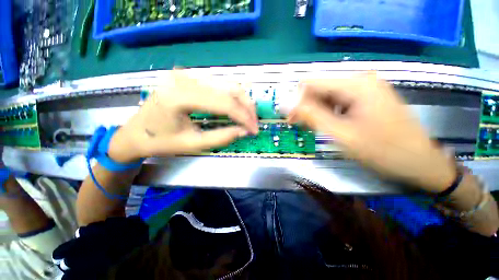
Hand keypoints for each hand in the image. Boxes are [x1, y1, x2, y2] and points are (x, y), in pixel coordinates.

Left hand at [108, 71, 258, 162]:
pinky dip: (233, 98)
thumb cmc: (160, 142)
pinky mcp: (190, 78)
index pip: (224, 103)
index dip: (243, 117)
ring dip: (242, 101)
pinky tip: (237, 109)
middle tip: (254, 123)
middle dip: (247, 107)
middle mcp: (184, 79)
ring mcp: (187, 75)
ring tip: (248, 117)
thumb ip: (221, 137)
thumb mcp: (192, 145)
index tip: (254, 130)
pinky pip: (219, 85)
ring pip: (227, 84)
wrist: (134, 133)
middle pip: (229, 88)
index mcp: (179, 96)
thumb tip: (244, 131)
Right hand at [289, 74, 456, 191]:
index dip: (296, 100)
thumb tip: (286, 104)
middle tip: (301, 126)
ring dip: (316, 111)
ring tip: (315, 128)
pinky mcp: (366, 98)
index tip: (291, 119)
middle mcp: (359, 81)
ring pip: (327, 96)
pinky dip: (327, 113)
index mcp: (354, 85)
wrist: (419, 162)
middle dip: (305, 107)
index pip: (310, 83)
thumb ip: (311, 116)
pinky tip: (329, 125)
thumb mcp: (340, 134)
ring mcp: (364, 89)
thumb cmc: (382, 150)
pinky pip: (338, 101)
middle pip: (319, 88)